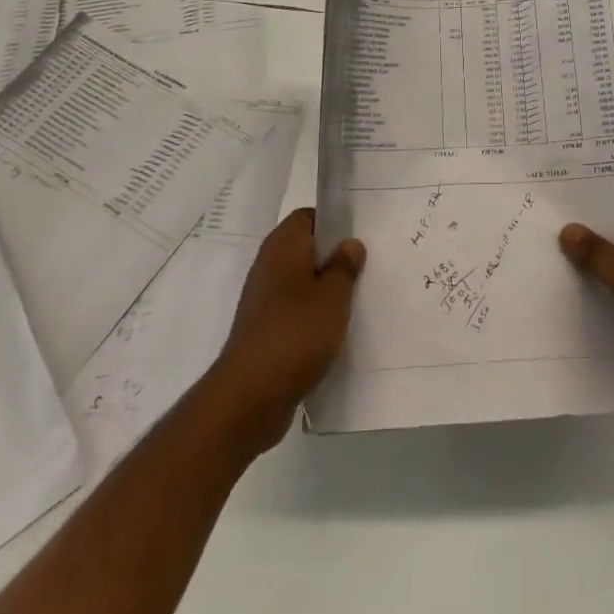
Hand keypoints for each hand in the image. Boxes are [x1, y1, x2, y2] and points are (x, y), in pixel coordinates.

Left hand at [205, 209, 363, 455]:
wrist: (249, 396)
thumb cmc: (296, 333)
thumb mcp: (334, 296)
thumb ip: (345, 266)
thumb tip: (350, 244)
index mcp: (283, 246)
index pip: (307, 217)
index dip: (332, 222)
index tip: (358, 236)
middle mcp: (268, 266)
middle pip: (304, 249)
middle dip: (332, 258)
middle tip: (364, 268)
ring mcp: (262, 300)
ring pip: (299, 282)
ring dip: (323, 290)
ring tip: (354, 301)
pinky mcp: (262, 331)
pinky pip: (292, 311)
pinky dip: (311, 317)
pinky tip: (332, 333)